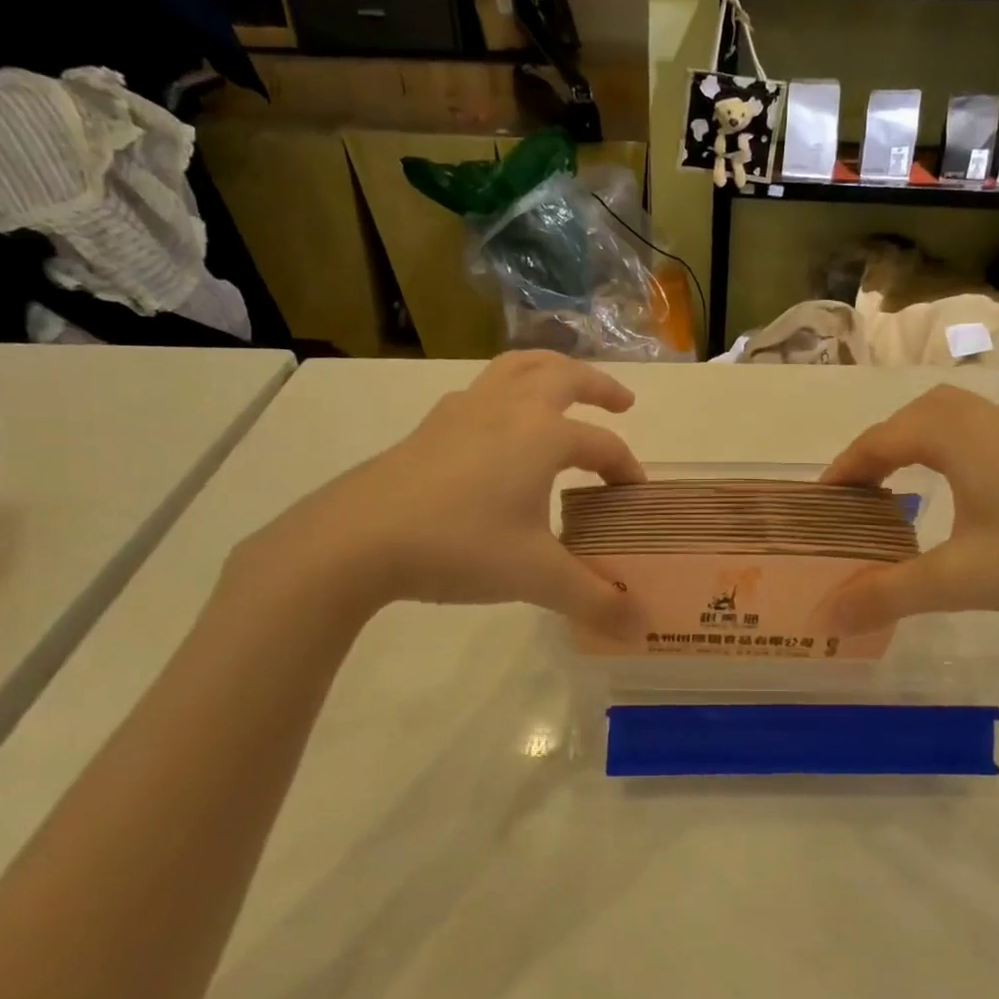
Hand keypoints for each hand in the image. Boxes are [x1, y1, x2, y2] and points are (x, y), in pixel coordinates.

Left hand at [233, 352, 645, 634]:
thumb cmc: (460, 546)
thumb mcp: (536, 578)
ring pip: (517, 368)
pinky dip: (507, 392)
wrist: (357, 539)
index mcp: (543, 435)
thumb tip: (641, 630)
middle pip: (563, 376)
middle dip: (599, 385)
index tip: (634, 496)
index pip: (602, 445)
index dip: (626, 469)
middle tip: (623, 402)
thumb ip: (595, 600)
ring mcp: (464, 410)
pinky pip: (482, 390)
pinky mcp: (431, 426)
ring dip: (550, 371)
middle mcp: (509, 408)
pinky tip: (499, 426)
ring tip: (564, 388)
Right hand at [817, 385, 998, 634]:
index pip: (883, 438)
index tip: (822, 501)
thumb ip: (886, 595)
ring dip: (919, 442)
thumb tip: (825, 615)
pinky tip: (963, 491)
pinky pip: (983, 433)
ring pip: (955, 417)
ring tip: (902, 485)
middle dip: (881, 445)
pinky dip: (952, 449)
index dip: (846, 467)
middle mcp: (991, 419)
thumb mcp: (959, 580)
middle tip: (861, 489)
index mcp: (961, 436)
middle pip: (917, 414)